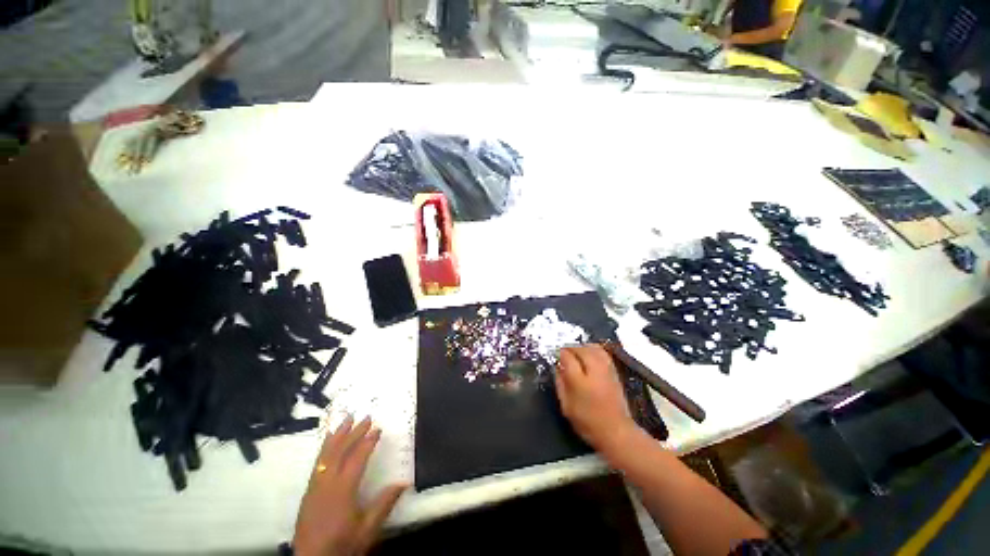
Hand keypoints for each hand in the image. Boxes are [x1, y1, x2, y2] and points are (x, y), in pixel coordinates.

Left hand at [293, 416, 407, 555]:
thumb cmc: (342, 545)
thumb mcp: (368, 529)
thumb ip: (384, 504)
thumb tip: (404, 482)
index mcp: (343, 490)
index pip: (357, 458)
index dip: (368, 442)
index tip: (378, 429)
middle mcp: (327, 483)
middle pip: (340, 451)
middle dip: (354, 432)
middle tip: (366, 417)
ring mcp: (315, 486)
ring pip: (326, 454)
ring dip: (337, 435)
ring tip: (346, 419)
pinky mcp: (308, 491)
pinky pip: (317, 463)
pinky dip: (325, 448)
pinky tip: (328, 442)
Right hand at [555, 345, 638, 458]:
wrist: (617, 432)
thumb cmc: (588, 422)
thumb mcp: (566, 406)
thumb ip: (560, 384)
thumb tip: (557, 368)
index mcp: (579, 380)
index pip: (567, 357)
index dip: (559, 354)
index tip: (555, 356)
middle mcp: (593, 370)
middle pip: (580, 349)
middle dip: (570, 348)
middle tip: (563, 354)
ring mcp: (606, 369)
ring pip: (592, 348)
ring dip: (582, 347)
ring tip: (575, 352)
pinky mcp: (614, 371)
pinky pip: (603, 352)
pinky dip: (594, 349)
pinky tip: (589, 354)